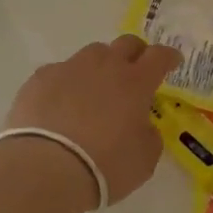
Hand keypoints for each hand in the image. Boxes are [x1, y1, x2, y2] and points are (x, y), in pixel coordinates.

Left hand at [4, 35, 181, 205]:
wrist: (45, 169)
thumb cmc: (105, 166)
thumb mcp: (144, 159)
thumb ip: (149, 134)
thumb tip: (141, 124)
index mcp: (135, 82)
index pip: (159, 56)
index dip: (169, 57)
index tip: (173, 61)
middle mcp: (104, 66)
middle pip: (126, 43)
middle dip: (136, 53)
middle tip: (135, 70)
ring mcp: (70, 68)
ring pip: (91, 54)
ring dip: (99, 67)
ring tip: (94, 90)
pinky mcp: (40, 78)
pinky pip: (59, 72)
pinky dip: (66, 84)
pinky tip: (60, 105)